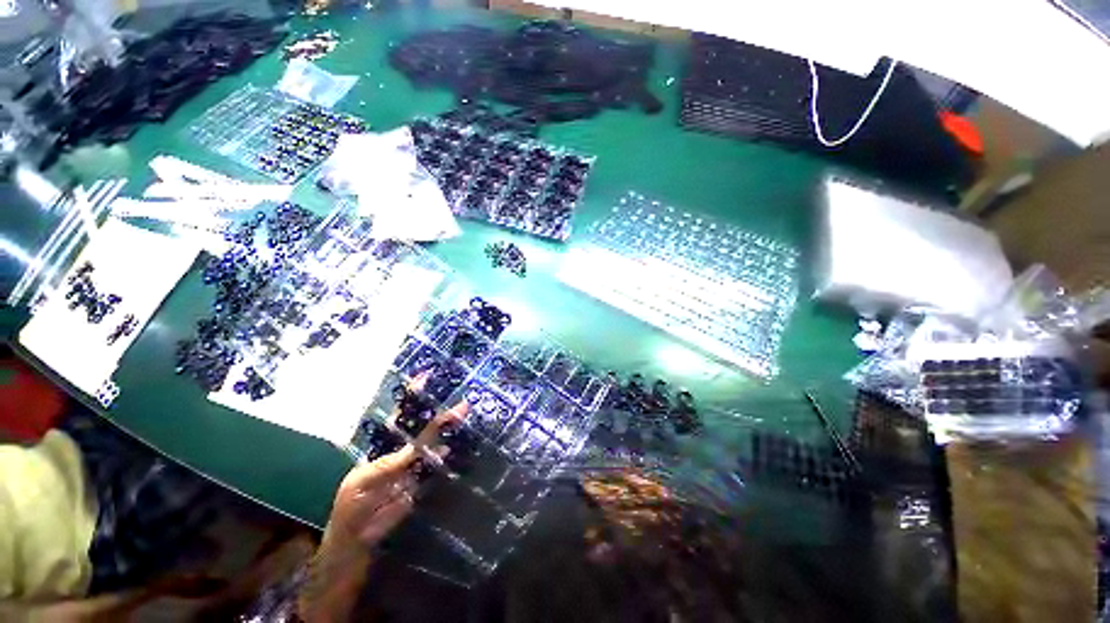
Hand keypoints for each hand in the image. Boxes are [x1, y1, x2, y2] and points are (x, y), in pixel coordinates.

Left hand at [299, 397, 467, 621]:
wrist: (357, 542)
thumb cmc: (351, 508)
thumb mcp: (363, 484)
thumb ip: (390, 465)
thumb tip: (419, 448)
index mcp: (383, 447)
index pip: (401, 417)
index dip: (413, 398)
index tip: (427, 378)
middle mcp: (402, 452)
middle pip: (425, 428)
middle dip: (442, 414)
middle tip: (463, 403)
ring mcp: (415, 466)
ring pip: (435, 444)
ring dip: (450, 431)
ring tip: (468, 416)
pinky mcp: (424, 482)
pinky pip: (438, 464)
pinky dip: (451, 453)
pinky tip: (462, 443)